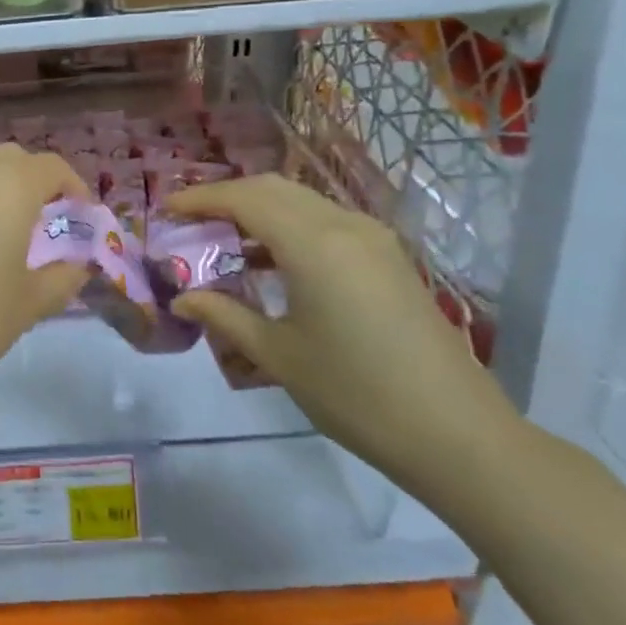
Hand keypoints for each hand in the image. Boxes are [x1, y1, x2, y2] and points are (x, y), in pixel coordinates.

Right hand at [165, 175, 521, 496]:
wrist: (459, 436)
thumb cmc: (357, 395)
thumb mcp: (279, 356)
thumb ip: (225, 316)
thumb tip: (182, 299)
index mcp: (313, 243)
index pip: (244, 198)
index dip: (200, 199)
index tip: (166, 209)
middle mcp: (343, 226)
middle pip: (273, 188)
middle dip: (227, 196)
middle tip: (191, 220)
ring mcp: (373, 239)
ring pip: (302, 200)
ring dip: (259, 208)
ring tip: (224, 238)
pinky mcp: (388, 258)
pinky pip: (326, 221)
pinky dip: (289, 224)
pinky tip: (273, 260)